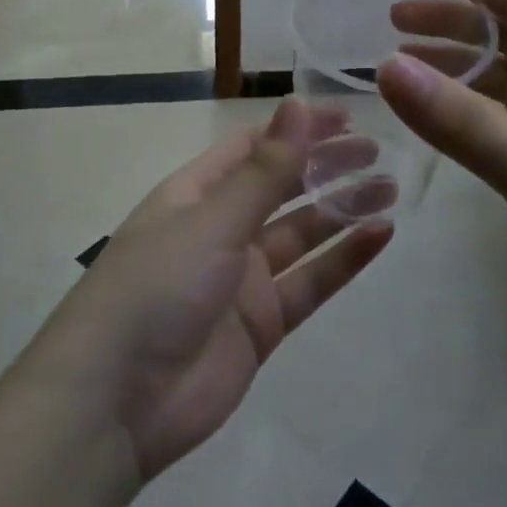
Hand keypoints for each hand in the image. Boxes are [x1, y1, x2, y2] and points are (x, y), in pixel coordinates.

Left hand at [25, 101, 392, 481]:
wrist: (117, 402)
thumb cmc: (156, 288)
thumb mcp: (212, 220)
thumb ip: (264, 170)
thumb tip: (299, 104)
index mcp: (195, 194)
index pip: (254, 148)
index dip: (298, 129)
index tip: (349, 117)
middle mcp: (219, 229)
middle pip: (281, 188)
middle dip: (326, 167)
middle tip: (377, 152)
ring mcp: (242, 279)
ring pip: (302, 234)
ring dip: (342, 210)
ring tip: (390, 189)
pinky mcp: (262, 325)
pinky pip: (311, 283)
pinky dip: (344, 260)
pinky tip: (380, 235)